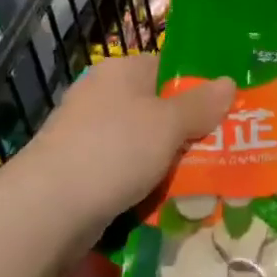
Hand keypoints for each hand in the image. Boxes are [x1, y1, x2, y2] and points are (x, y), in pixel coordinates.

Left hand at [14, 54, 236, 235]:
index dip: (199, 87)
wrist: (47, 209)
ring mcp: (88, 134)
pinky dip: (145, 184)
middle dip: (189, 131)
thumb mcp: (168, 124)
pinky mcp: (81, 170)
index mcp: (121, 71)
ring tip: (205, 181)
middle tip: (225, 151)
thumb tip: (229, 82)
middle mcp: (103, 96)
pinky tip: (167, 201)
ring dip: (169, 162)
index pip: (168, 67)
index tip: (228, 112)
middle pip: (158, 108)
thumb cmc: (114, 151)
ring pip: (144, 144)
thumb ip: (201, 104)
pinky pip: (125, 171)